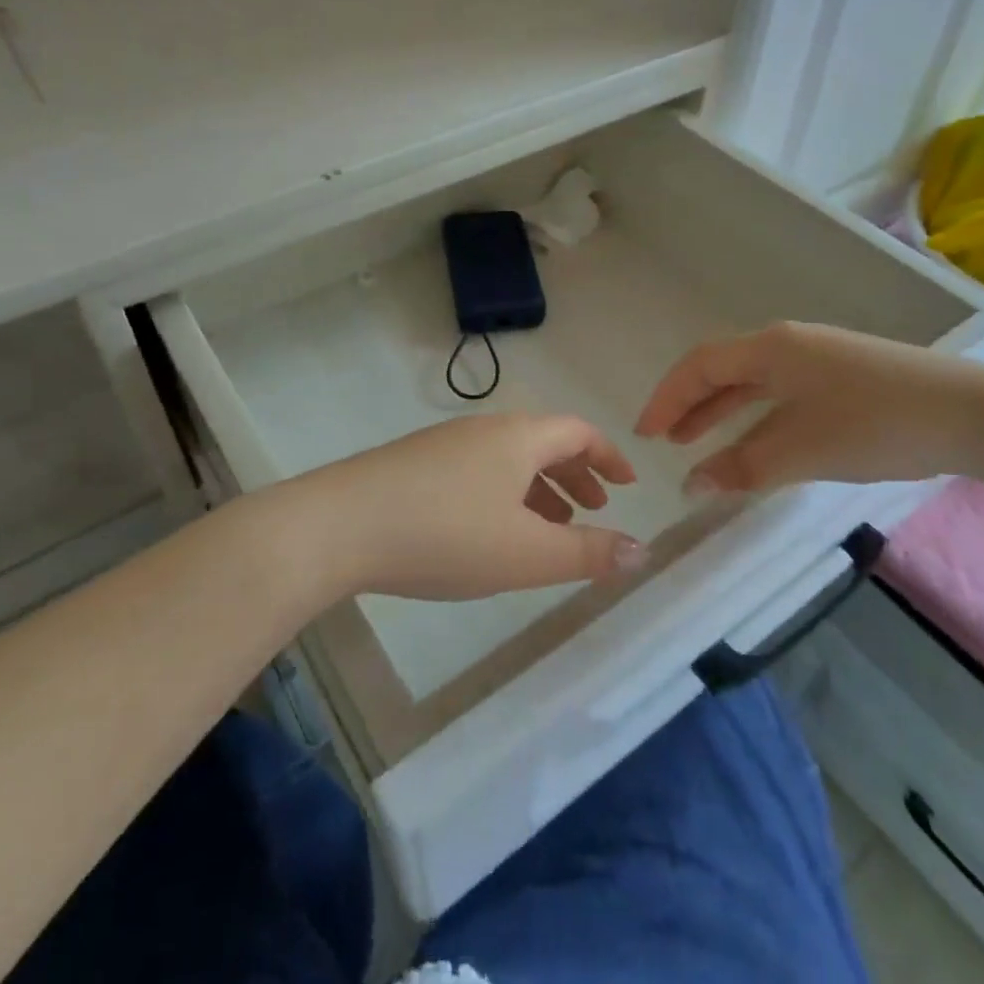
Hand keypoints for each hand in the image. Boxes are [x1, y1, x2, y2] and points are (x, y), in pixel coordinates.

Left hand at [291, 413, 642, 600]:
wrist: (340, 525)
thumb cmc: (447, 536)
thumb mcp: (527, 554)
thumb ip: (588, 553)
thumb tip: (643, 550)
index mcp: (519, 438)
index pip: (579, 432)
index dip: (609, 456)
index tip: (627, 485)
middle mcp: (484, 429)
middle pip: (544, 442)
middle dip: (576, 474)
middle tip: (593, 510)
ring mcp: (445, 444)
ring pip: (509, 459)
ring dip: (539, 488)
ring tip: (549, 528)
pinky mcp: (415, 464)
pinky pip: (478, 471)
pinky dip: (504, 494)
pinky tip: (491, 532)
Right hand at [635, 322, 983, 493]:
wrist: (975, 413)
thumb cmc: (877, 424)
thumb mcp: (802, 450)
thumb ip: (742, 467)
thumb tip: (691, 485)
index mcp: (770, 348)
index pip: (700, 366)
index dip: (667, 398)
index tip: (644, 434)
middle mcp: (788, 344)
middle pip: (722, 369)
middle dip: (689, 405)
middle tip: (664, 440)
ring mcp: (818, 358)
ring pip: (752, 382)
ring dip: (721, 412)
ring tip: (696, 444)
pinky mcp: (843, 376)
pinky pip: (780, 392)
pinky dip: (756, 416)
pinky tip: (755, 442)